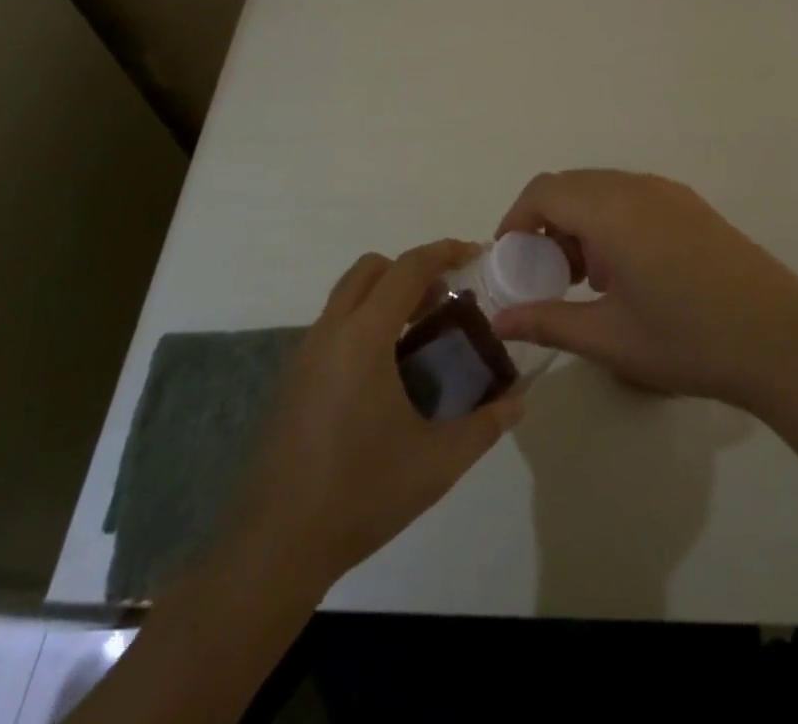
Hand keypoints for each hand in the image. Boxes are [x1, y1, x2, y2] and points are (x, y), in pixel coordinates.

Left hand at [233, 240, 523, 587]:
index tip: (475, 255)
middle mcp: (331, 332)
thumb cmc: (363, 494)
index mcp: (364, 338)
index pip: (408, 268)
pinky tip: (387, 373)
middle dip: (412, 270)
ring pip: (349, 295)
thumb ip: (485, 425)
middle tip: (445, 300)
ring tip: (421, 335)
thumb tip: (518, 401)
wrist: (278, 545)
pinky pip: (335, 325)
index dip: (445, 252)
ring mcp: (306, 354)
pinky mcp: (295, 378)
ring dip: (386, 296)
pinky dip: (365, 322)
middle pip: (372, 268)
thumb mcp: (438, 462)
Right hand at [491, 170, 797, 410]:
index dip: (516, 220)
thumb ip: (549, 321)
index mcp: (612, 210)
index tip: (510, 260)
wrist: (783, 341)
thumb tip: (500, 321)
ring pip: (603, 190)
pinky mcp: (692, 206)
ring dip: (581, 223)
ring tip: (589, 279)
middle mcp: (638, 187)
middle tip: (548, 274)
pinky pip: (633, 197)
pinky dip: (611, 221)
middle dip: (547, 223)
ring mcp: (670, 193)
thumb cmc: (688, 340)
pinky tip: (628, 273)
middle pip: (572, 186)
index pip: (544, 191)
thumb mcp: (610, 338)